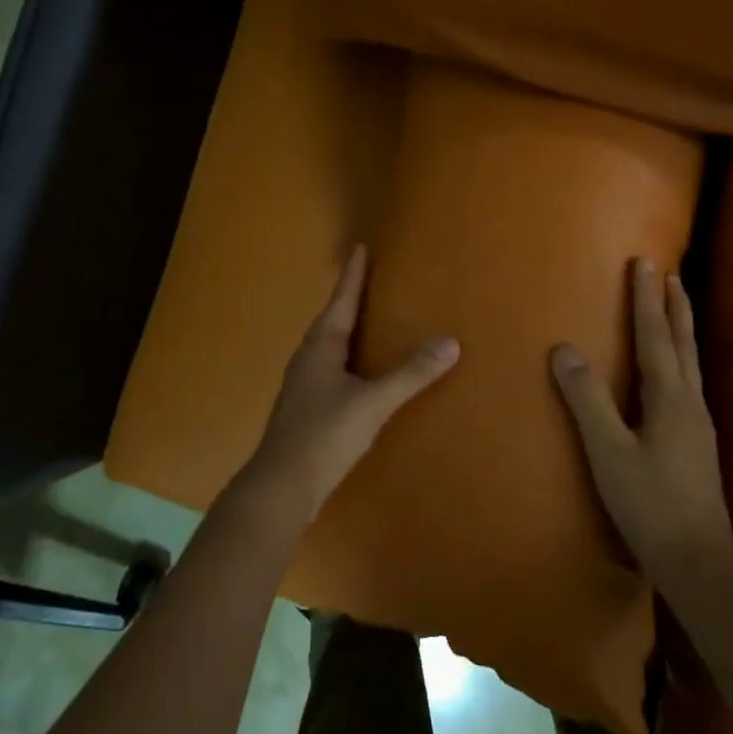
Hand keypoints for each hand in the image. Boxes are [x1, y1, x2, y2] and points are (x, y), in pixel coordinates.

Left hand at [236, 245, 459, 525]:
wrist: (281, 485)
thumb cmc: (325, 435)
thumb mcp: (373, 402)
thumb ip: (411, 374)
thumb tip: (451, 343)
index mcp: (321, 347)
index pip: (341, 301)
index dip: (353, 275)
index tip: (359, 248)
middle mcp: (307, 358)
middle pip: (329, 320)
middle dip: (347, 299)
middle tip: (365, 280)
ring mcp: (301, 385)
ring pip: (325, 346)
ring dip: (343, 329)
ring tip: (362, 322)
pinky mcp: (303, 409)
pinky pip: (326, 369)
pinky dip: (343, 359)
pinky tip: (353, 374)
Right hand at [551, 258, 732, 581]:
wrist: (697, 560)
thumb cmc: (649, 503)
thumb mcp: (609, 451)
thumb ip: (587, 399)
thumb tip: (565, 349)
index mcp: (669, 398)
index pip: (654, 336)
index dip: (645, 299)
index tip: (644, 263)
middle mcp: (690, 402)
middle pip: (682, 343)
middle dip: (673, 306)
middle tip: (668, 274)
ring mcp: (698, 423)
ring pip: (690, 362)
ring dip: (680, 329)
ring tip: (674, 308)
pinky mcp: (697, 442)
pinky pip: (688, 382)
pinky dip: (680, 357)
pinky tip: (674, 372)